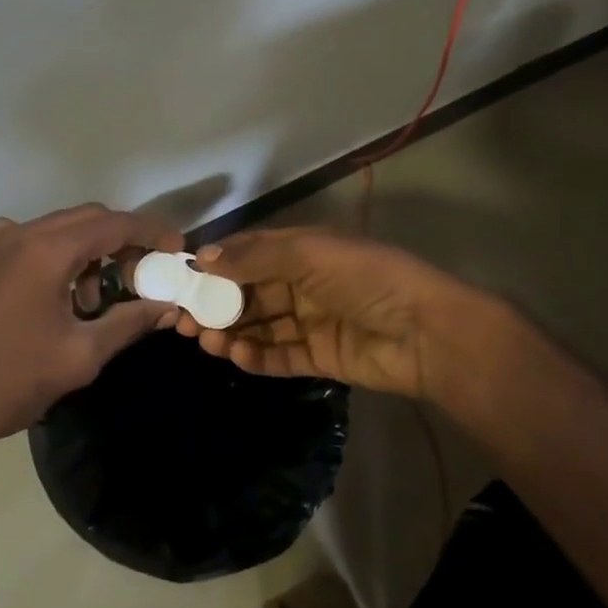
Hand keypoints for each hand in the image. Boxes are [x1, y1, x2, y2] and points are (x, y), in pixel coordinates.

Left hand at [0, 203, 184, 450]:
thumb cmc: (13, 381)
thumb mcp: (82, 354)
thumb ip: (130, 321)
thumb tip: (168, 306)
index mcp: (47, 250)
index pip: (114, 224)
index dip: (151, 233)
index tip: (178, 250)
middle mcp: (22, 233)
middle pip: (89, 219)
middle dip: (124, 241)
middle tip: (146, 275)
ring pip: (63, 228)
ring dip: (92, 252)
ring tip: (99, 301)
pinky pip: (37, 241)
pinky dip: (62, 256)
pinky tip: (66, 295)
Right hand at [178, 227, 507, 405]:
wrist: (426, 332)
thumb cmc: (364, 278)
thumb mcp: (307, 254)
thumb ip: (254, 258)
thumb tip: (202, 258)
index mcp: (303, 250)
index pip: (249, 253)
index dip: (215, 265)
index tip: (181, 280)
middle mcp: (304, 283)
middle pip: (249, 292)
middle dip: (216, 303)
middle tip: (182, 320)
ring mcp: (312, 321)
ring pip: (261, 325)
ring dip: (231, 331)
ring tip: (204, 340)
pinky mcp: (321, 357)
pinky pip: (280, 355)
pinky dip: (256, 356)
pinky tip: (234, 355)